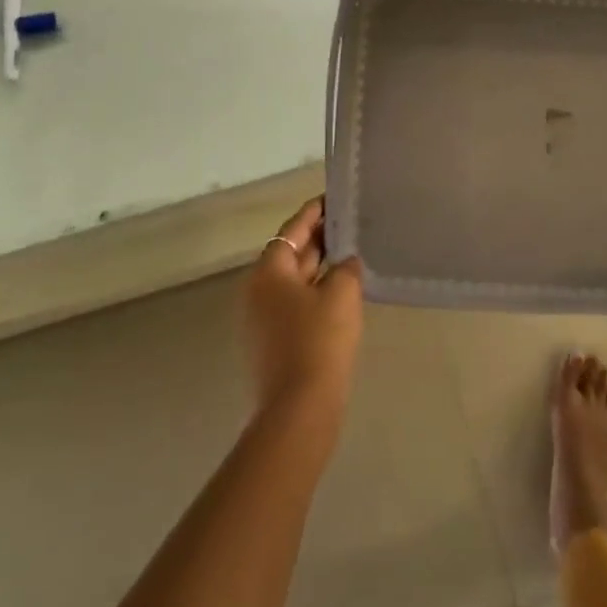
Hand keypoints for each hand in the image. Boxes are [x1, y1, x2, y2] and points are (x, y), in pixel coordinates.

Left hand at [244, 197, 363, 418]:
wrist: (299, 408)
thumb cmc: (319, 340)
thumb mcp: (341, 293)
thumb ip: (345, 268)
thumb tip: (345, 263)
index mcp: (268, 271)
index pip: (293, 229)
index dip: (315, 212)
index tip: (333, 197)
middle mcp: (257, 290)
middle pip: (290, 253)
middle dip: (318, 238)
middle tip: (349, 224)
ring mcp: (260, 319)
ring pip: (293, 281)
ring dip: (318, 267)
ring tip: (349, 254)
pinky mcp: (270, 342)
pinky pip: (294, 304)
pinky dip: (314, 292)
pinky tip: (339, 293)